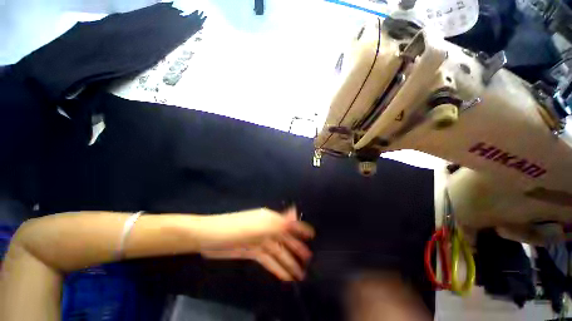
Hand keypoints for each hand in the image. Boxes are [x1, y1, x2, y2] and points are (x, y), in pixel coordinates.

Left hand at [199, 207, 314, 281]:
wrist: (209, 237)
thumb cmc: (236, 228)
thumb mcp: (259, 225)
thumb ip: (278, 221)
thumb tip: (295, 211)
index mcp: (269, 219)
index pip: (288, 224)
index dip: (300, 229)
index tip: (312, 235)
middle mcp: (266, 229)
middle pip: (284, 240)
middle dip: (296, 249)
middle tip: (308, 259)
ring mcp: (259, 241)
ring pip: (277, 252)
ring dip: (287, 261)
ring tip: (299, 274)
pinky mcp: (252, 252)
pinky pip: (267, 260)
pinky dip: (276, 267)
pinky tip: (284, 276)